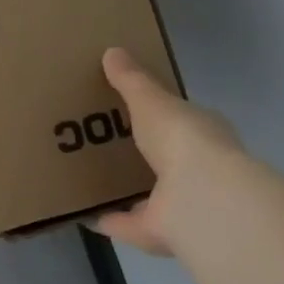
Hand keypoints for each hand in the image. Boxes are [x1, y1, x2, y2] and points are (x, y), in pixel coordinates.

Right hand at [93, 49, 240, 255]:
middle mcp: (197, 171)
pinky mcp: (160, 233)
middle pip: (164, 161)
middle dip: (140, 155)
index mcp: (201, 135)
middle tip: (103, 144)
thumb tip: (112, 51)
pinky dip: (107, 220)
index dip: (160, 116)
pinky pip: (128, 224)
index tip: (131, 112)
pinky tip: (82, 212)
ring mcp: (181, 205)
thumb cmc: (181, 138)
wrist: (200, 196)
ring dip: (127, 191)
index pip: (181, 122)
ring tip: (89, 179)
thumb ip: (131, 80)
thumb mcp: (151, 100)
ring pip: (150, 195)